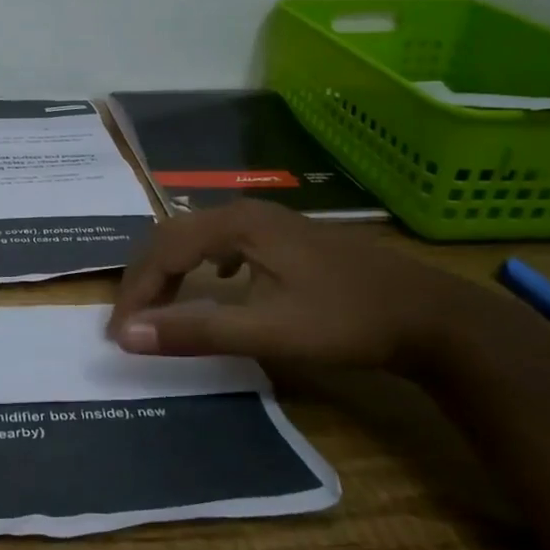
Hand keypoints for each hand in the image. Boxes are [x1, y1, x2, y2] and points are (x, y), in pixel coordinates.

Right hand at [107, 199, 493, 371]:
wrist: (430, 314)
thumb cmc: (346, 321)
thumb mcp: (267, 330)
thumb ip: (196, 331)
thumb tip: (127, 336)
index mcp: (236, 225)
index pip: (163, 252)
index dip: (136, 293)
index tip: (120, 334)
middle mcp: (246, 212)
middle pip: (174, 236)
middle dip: (146, 279)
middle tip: (131, 321)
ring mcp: (270, 222)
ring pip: (197, 237)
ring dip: (171, 271)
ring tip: (160, 306)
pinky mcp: (287, 238)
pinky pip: (224, 242)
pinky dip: (202, 264)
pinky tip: (217, 282)